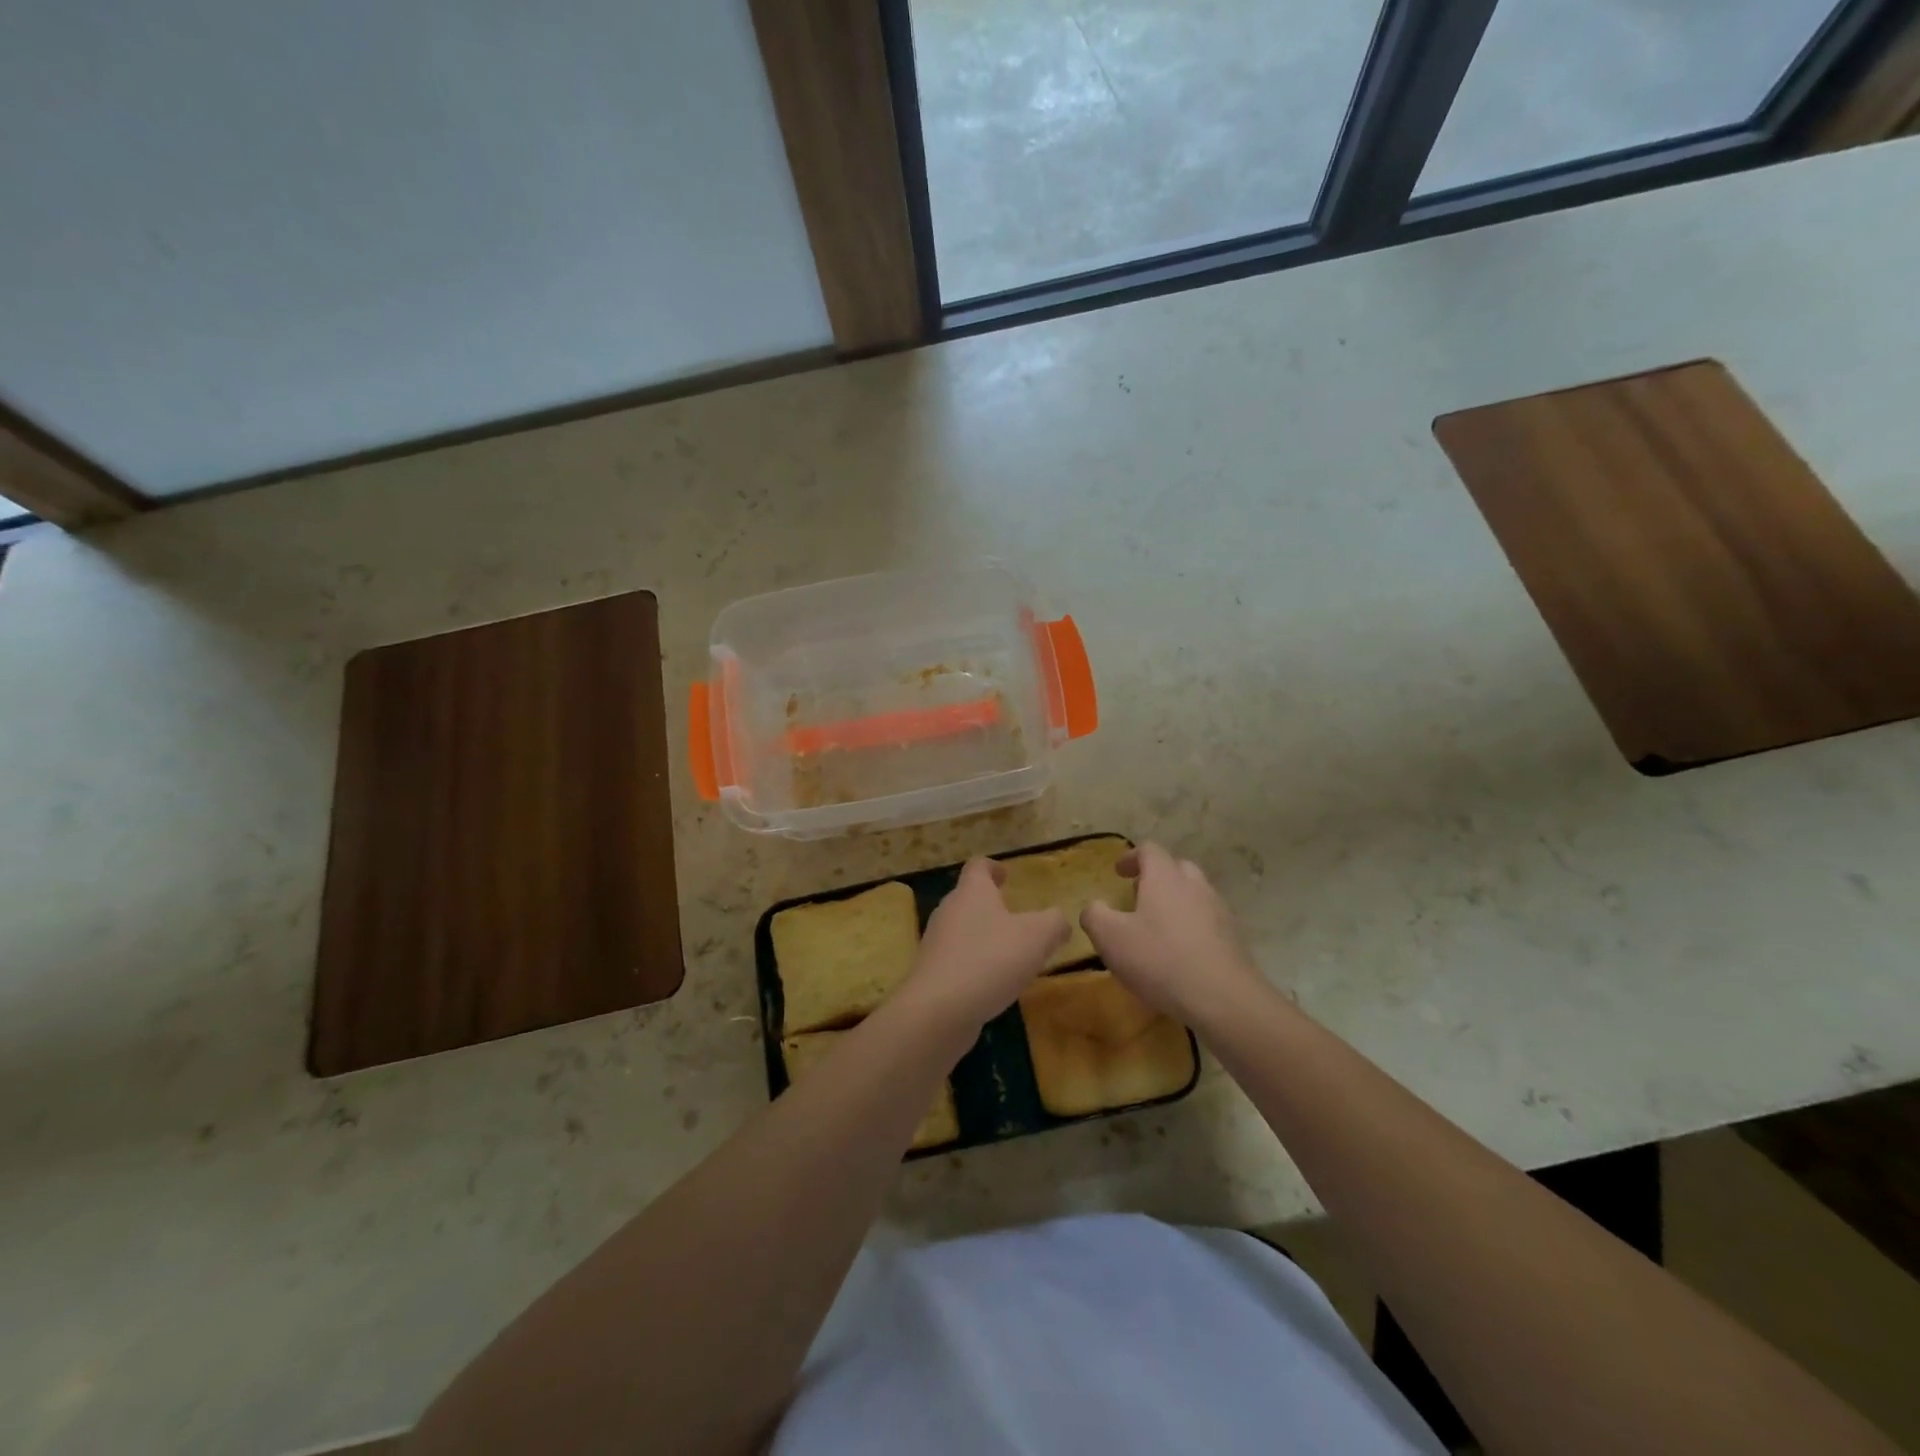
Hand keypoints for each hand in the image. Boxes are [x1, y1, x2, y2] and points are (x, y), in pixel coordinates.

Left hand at [905, 859, 1069, 1033]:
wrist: (939, 1009)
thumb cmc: (990, 960)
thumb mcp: (1037, 936)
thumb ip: (1054, 922)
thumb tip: (1059, 921)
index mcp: (972, 892)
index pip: (978, 866)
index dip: (993, 866)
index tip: (1006, 874)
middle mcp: (949, 911)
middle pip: (968, 898)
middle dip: (991, 904)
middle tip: (1015, 916)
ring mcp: (937, 942)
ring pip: (963, 930)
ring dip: (984, 936)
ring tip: (1009, 952)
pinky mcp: (933, 973)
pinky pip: (957, 959)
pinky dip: (975, 963)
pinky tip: (992, 982)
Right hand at [1081, 842, 1264, 1027]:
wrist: (1223, 998)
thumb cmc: (1160, 959)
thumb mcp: (1110, 938)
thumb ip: (1095, 915)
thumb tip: (1094, 907)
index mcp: (1165, 877)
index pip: (1150, 850)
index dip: (1131, 857)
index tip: (1118, 872)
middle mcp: (1195, 885)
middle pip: (1176, 868)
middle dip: (1156, 877)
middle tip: (1138, 897)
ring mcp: (1219, 911)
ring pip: (1195, 894)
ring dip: (1176, 902)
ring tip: (1158, 928)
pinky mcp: (1234, 938)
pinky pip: (1208, 921)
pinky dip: (1192, 927)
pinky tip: (1181, 954)